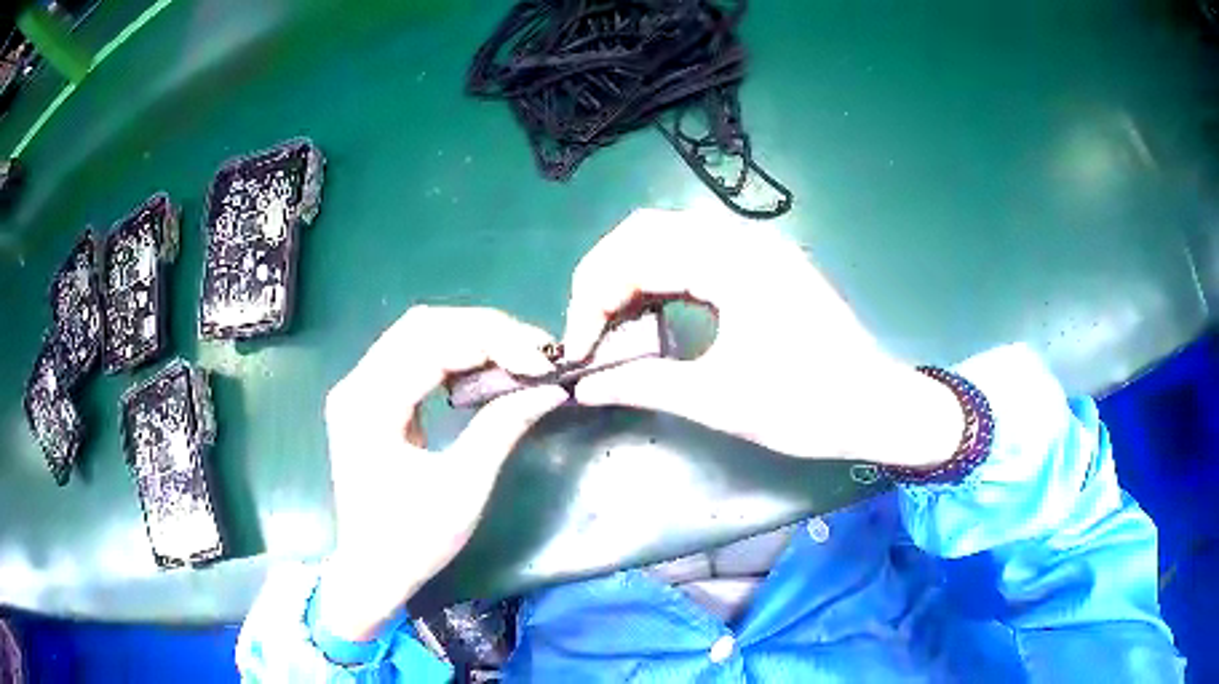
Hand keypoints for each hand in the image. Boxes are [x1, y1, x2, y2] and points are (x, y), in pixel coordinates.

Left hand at [315, 306, 567, 641]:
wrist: (372, 571)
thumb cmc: (413, 541)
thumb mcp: (463, 487)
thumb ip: (501, 427)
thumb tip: (550, 390)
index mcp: (369, 405)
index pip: (432, 344)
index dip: (493, 342)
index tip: (542, 361)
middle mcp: (356, 384)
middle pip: (422, 326)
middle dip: (485, 330)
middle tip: (535, 351)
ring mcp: (358, 389)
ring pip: (417, 334)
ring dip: (470, 337)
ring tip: (517, 355)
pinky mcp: (368, 399)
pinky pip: (412, 357)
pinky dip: (452, 355)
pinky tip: (482, 369)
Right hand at [563, 208, 961, 467]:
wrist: (876, 406)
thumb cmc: (807, 406)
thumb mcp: (719, 400)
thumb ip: (643, 384)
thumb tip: (585, 386)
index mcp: (732, 262)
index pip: (635, 255)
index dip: (593, 299)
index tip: (579, 351)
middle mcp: (740, 239)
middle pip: (645, 232)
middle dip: (603, 279)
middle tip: (589, 330)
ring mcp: (754, 248)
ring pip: (667, 239)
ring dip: (630, 277)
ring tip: (613, 326)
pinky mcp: (761, 265)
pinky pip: (694, 256)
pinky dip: (661, 281)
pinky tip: (652, 316)